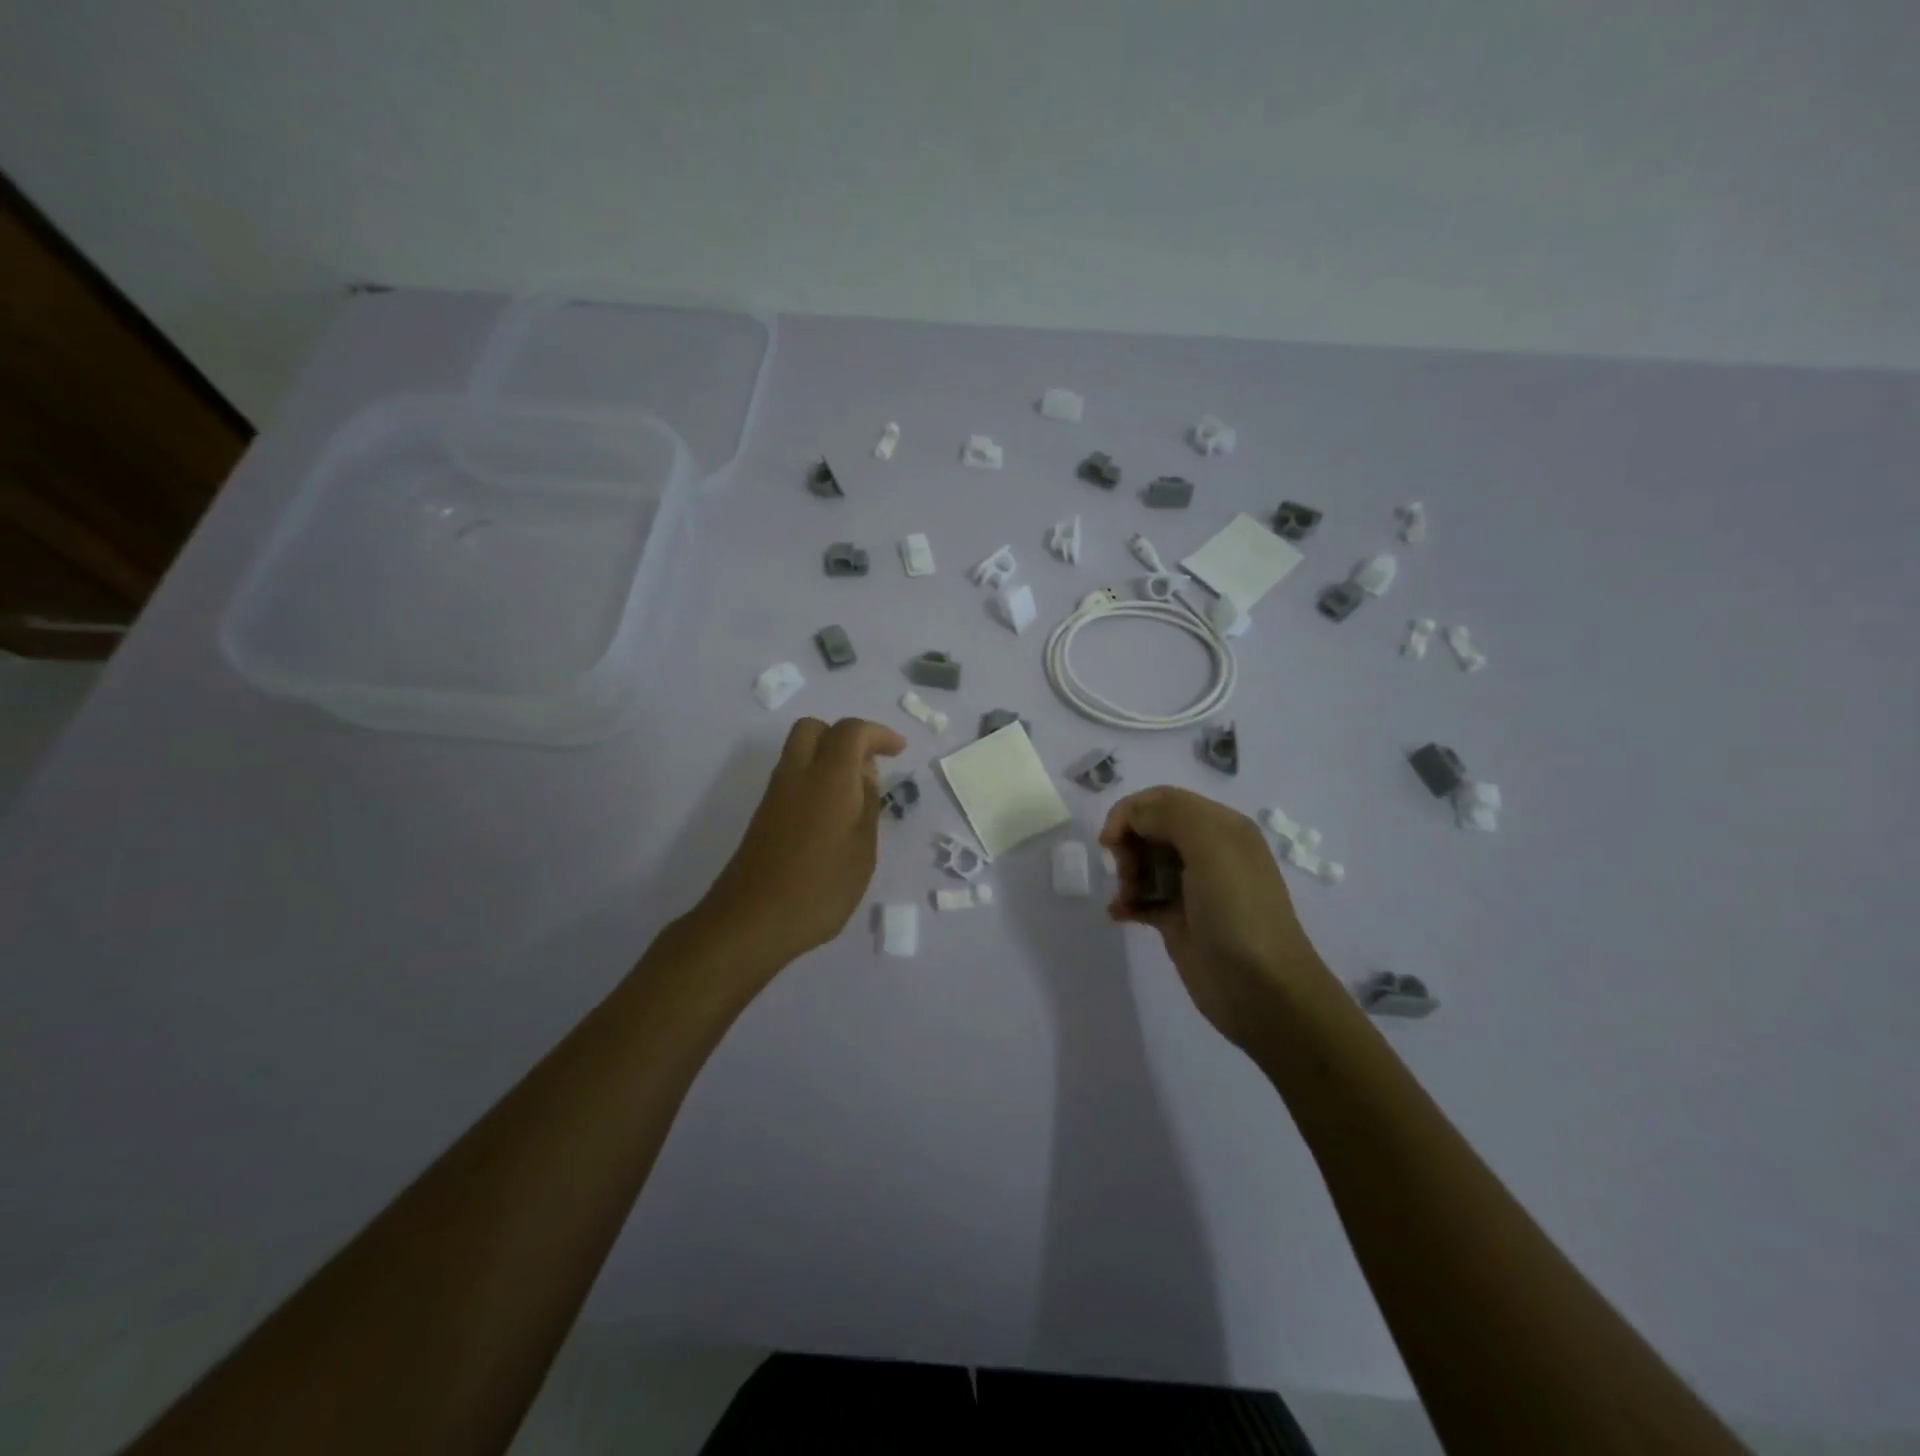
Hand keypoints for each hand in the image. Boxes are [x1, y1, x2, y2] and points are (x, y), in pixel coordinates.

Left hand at [694, 717, 906, 969]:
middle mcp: (796, 775)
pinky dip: (815, 778)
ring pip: (799, 752)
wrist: (751, 921)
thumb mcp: (862, 850)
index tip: (900, 751)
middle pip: (814, 728)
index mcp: (828, 777)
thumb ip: (867, 805)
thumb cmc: (820, 888)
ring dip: (828, 757)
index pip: (851, 731)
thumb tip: (865, 775)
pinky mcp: (764, 816)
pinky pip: (792, 778)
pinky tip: (832, 814)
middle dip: (845, 736)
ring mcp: (775, 795)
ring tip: (857, 793)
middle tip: (870, 764)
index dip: (878, 733)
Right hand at [1099, 786, 1332, 1049]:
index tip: (1109, 842)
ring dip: (1126, 875)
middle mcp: (1208, 851)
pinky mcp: (1179, 920)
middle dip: (1128, 846)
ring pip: (1143, 863)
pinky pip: (1143, 898)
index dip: (1130, 813)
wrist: (1263, 992)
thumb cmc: (1238, 912)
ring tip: (1128, 900)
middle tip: (1127, 874)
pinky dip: (1127, 901)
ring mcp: (1193, 888)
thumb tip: (1130, 821)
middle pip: (1149, 829)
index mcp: (1220, 826)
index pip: (1162, 801)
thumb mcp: (1212, 846)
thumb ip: (1169, 814)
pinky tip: (1120, 914)